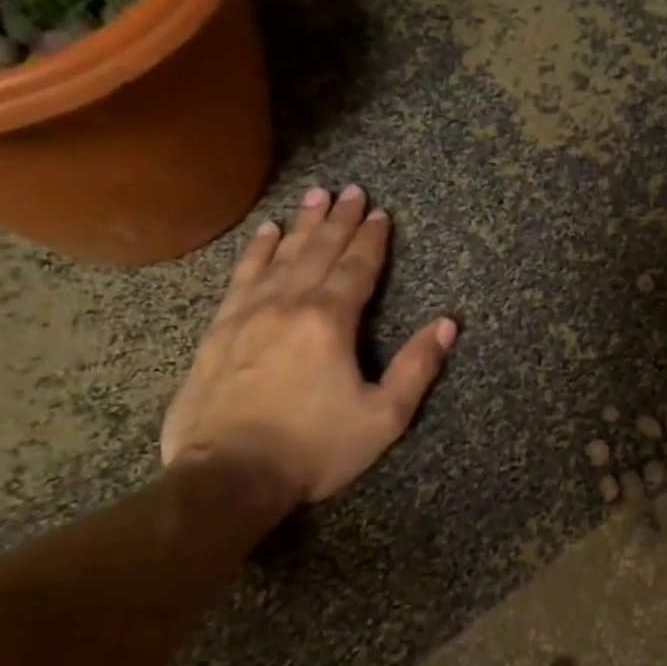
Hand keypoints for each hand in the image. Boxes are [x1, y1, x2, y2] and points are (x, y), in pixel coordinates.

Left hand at [161, 184, 455, 506]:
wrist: (229, 475)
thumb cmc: (315, 449)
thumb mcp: (383, 417)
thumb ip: (416, 367)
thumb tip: (447, 324)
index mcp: (330, 322)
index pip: (356, 268)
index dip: (371, 239)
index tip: (379, 212)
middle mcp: (288, 304)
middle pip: (318, 251)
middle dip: (338, 220)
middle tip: (350, 190)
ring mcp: (248, 314)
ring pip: (280, 256)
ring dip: (300, 225)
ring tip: (313, 196)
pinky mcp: (219, 330)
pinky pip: (242, 277)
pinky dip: (256, 251)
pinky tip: (264, 233)